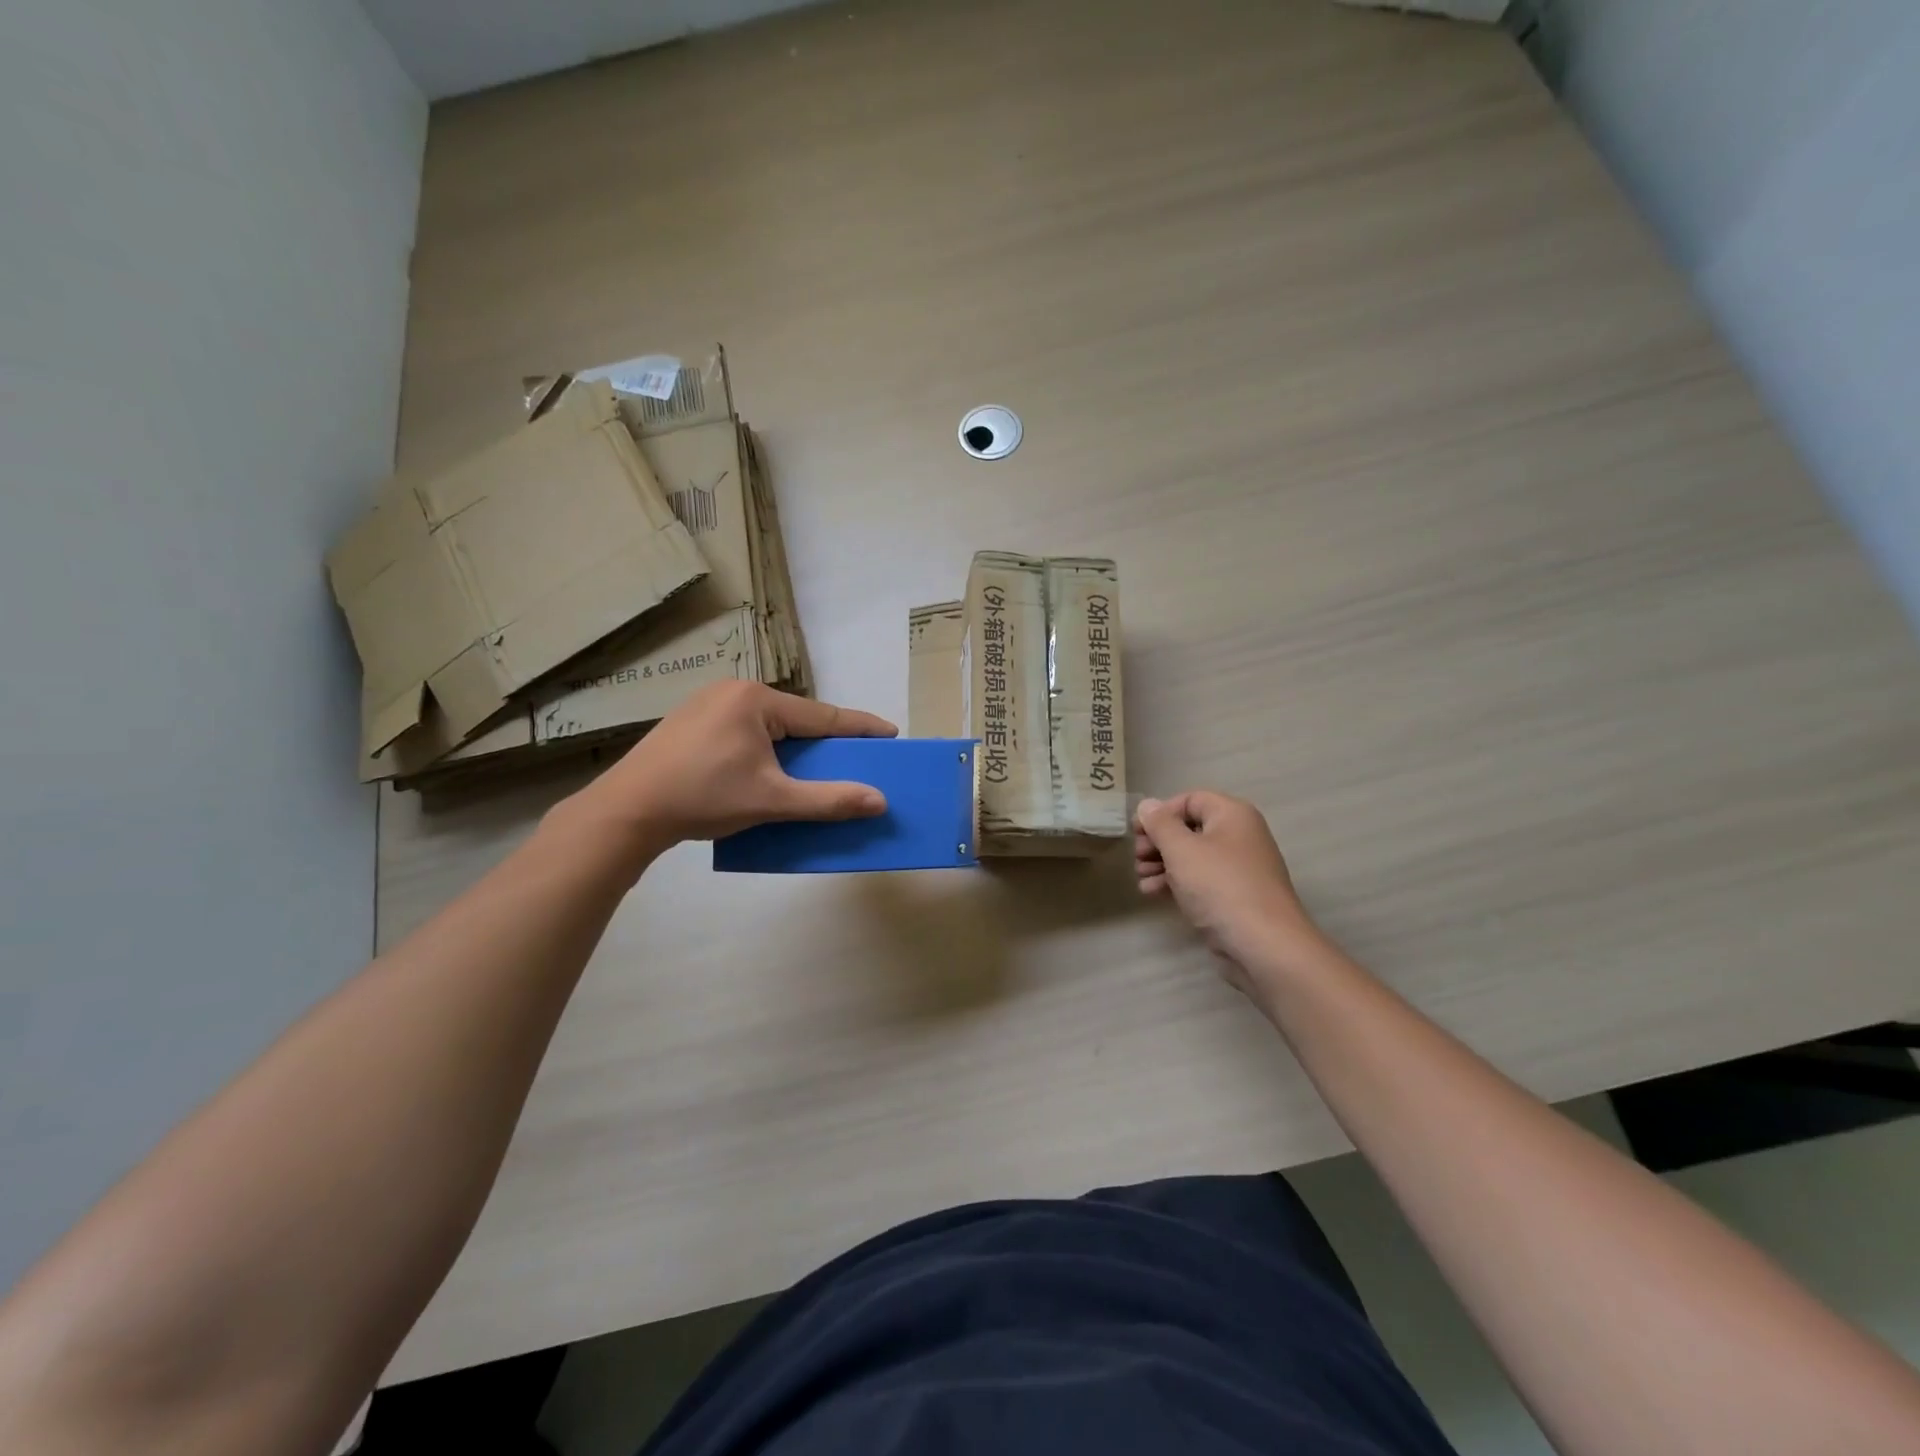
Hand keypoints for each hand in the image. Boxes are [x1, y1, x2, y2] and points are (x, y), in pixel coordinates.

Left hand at [565, 682, 896, 863]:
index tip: (891, 733)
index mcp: (756, 700)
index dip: (859, 727)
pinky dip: (765, 748)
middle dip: (824, 740)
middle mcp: (732, 691)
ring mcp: (707, 704)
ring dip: (792, 746)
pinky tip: (766, 769)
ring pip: (768, 725)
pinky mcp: (689, 723)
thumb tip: (879, 800)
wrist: (627, 811)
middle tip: (851, 758)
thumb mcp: (772, 800)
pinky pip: (744, 730)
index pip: (822, 715)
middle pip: (795, 718)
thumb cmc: (703, 798)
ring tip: (810, 768)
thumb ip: (828, 800)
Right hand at [1134, 791, 1322, 997]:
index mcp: (1232, 815)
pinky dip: (1176, 882)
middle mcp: (1239, 835)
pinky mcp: (1235, 896)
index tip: (1137, 832)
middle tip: (1137, 857)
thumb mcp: (1181, 850)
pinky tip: (1153, 893)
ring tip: (1141, 878)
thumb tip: (1147, 804)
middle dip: (1158, 842)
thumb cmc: (1220, 886)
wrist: (1264, 945)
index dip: (1160, 813)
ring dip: (1162, 863)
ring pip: (1192, 856)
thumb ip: (1160, 824)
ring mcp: (1239, 868)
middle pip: (1189, 828)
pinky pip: (1201, 879)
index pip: (1189, 800)